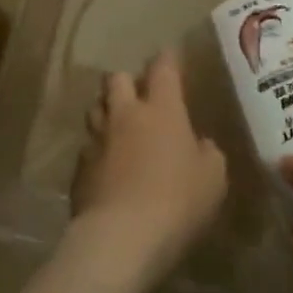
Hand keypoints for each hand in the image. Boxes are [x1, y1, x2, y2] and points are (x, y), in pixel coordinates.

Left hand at [68, 51, 227, 286]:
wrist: (121, 236)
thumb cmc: (177, 201)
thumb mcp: (213, 179)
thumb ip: (207, 154)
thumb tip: (198, 144)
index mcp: (162, 110)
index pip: (163, 69)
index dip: (167, 59)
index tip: (170, 56)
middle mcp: (125, 115)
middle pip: (116, 79)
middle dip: (127, 81)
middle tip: (140, 96)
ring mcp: (97, 139)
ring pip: (96, 108)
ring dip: (108, 111)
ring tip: (119, 126)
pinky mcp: (79, 167)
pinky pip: (88, 146)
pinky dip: (98, 149)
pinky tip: (107, 165)